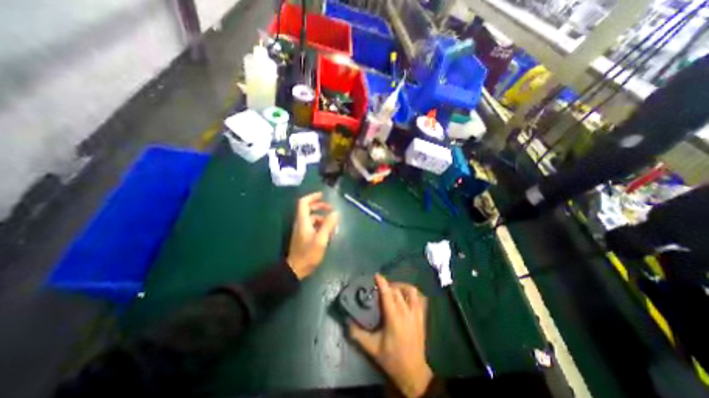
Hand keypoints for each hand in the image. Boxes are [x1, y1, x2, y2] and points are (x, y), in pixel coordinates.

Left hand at [289, 190, 341, 278]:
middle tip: (332, 209)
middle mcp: (301, 223)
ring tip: (333, 224)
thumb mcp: (321, 239)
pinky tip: (329, 232)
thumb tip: (336, 213)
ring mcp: (302, 230)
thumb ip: (328, 225)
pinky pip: (313, 225)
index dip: (313, 197)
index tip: (323, 195)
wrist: (296, 269)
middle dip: (320, 206)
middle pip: (308, 209)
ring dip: (323, 217)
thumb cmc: (308, 254)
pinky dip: (321, 225)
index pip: (304, 203)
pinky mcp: (304, 236)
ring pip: (312, 218)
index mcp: (303, 221)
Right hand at [349, 275, 431, 396]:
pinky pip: (419, 298)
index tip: (376, 275)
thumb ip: (358, 334)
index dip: (382, 282)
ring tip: (394, 289)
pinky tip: (406, 296)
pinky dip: (412, 293)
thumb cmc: (391, 358)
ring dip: (401, 286)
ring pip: (411, 291)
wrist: (413, 373)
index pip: (388, 294)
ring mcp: (416, 314)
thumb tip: (347, 321)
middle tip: (380, 287)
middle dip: (388, 285)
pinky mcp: (422, 317)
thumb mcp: (372, 348)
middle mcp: (406, 312)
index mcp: (394, 318)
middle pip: (397, 290)